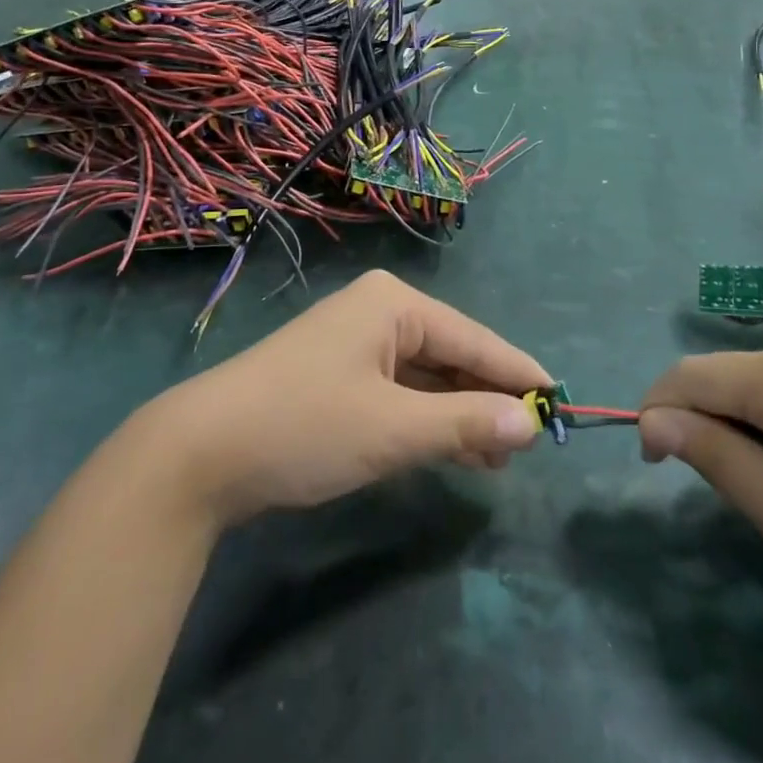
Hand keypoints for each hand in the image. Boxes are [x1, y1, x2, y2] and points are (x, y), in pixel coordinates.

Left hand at [126, 271, 548, 529]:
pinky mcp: (338, 375)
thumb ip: (464, 423)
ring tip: (500, 457)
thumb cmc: (305, 425)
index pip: (474, 337)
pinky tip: (454, 450)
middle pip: (451, 354)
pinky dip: (427, 419)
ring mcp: (355, 344)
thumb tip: (530, 424)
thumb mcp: (392, 429)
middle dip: (488, 398)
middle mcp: (378, 312)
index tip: (561, 401)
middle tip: (530, 442)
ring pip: (426, 376)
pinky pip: (400, 392)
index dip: (518, 372)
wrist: (201, 452)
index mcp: (394, 304)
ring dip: (460, 414)